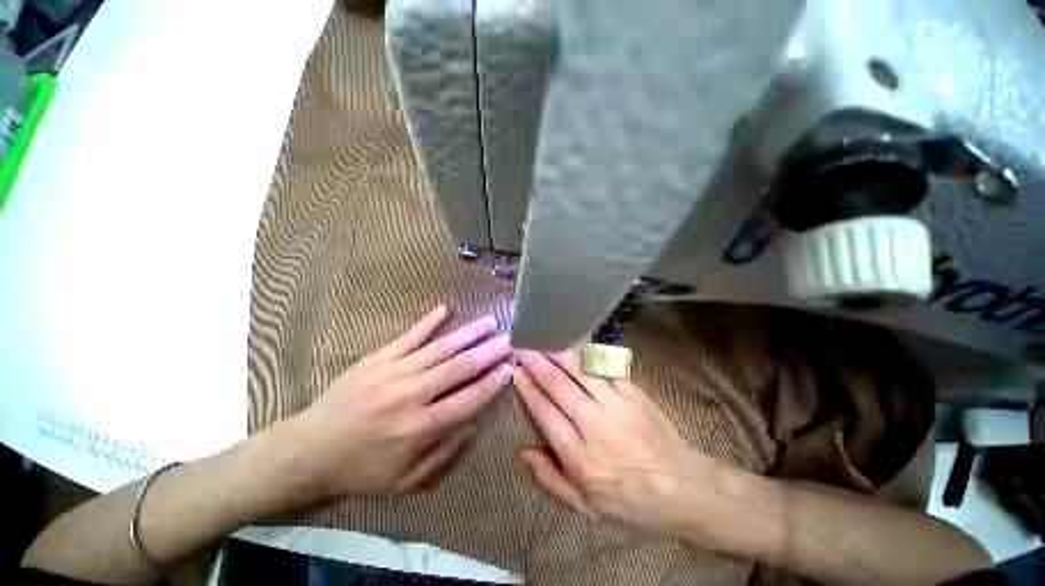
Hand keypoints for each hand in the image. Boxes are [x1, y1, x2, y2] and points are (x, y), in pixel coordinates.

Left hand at [283, 305, 513, 498]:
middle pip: (459, 368)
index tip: (509, 368)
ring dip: (467, 333)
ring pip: (440, 348)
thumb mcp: (407, 481)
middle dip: (487, 352)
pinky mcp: (377, 358)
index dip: (492, 383)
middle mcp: (412, 395)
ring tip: (488, 321)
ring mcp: (393, 372)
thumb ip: (445, 454)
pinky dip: (427, 322)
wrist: (308, 451)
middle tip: (507, 339)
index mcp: (421, 427)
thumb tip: (472, 424)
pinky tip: (443, 309)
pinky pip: (408, 336)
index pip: (469, 399)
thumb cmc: (361, 470)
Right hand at [514, 349, 723, 532]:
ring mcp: (617, 405)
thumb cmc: (629, 500)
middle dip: (538, 365)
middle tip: (524, 349)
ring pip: (581, 372)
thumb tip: (523, 451)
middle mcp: (595, 426)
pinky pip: (605, 368)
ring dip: (559, 355)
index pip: (545, 413)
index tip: (517, 373)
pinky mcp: (634, 393)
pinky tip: (575, 347)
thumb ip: (550, 478)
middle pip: (559, 387)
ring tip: (544, 342)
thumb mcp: (585, 505)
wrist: (682, 487)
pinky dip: (587, 356)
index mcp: (580, 457)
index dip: (528, 390)